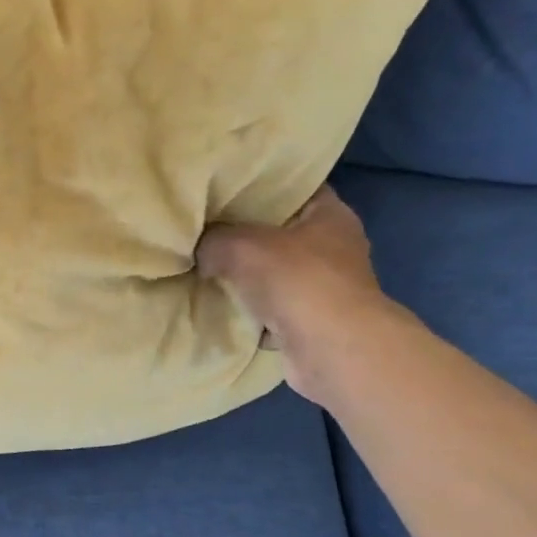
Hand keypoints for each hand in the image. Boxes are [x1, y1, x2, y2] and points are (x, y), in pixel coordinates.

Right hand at [196, 186, 397, 404]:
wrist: (330, 351)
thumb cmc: (297, 281)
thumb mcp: (240, 246)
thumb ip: (214, 240)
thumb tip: (201, 251)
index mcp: (330, 214)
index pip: (295, 187)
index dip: (261, 185)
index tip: (225, 189)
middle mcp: (334, 248)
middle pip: (282, 232)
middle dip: (247, 234)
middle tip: (206, 229)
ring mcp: (325, 288)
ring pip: (276, 273)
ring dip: (248, 277)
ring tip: (206, 268)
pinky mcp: (312, 322)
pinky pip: (273, 309)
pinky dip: (252, 312)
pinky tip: (223, 308)